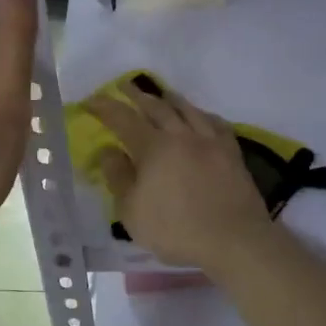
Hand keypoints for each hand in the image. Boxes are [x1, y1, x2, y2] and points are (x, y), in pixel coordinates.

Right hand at [85, 84, 272, 271]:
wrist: (234, 240)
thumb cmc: (176, 230)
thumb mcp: (132, 211)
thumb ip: (118, 177)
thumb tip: (109, 150)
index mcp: (154, 147)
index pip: (123, 119)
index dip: (105, 107)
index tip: (91, 100)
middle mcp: (182, 135)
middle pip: (157, 107)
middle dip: (137, 95)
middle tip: (124, 85)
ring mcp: (210, 141)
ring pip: (188, 109)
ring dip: (170, 98)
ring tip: (161, 93)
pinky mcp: (232, 153)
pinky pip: (215, 123)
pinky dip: (202, 114)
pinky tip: (201, 117)